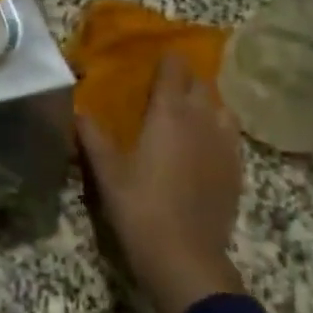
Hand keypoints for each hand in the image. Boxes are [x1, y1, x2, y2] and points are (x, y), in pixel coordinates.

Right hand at [76, 53, 246, 312]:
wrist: (185, 258)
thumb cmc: (139, 206)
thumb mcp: (105, 170)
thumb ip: (91, 134)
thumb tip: (76, 108)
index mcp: (169, 114)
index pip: (174, 71)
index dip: (166, 58)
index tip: (154, 54)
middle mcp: (202, 121)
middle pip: (201, 84)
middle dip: (185, 76)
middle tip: (164, 79)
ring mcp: (224, 146)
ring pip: (221, 108)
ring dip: (205, 100)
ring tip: (187, 106)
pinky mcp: (236, 171)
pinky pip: (231, 134)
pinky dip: (218, 126)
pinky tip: (205, 140)